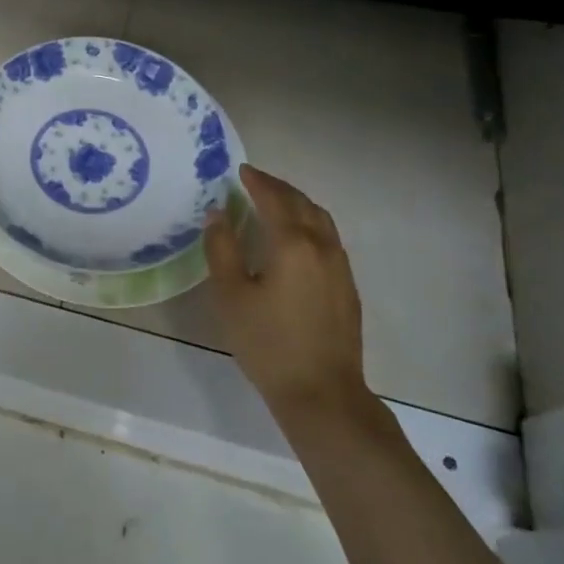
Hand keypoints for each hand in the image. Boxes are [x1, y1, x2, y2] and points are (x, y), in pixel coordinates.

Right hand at [204, 164, 368, 415]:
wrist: (322, 393)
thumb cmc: (268, 343)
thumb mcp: (231, 296)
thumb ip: (222, 249)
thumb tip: (217, 214)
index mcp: (292, 244)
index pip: (274, 199)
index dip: (257, 182)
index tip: (240, 170)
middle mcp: (322, 247)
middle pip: (302, 204)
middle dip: (278, 188)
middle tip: (255, 181)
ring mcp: (340, 267)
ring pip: (321, 220)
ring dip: (297, 203)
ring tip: (276, 202)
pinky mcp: (347, 287)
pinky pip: (329, 238)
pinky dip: (310, 223)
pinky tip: (296, 238)